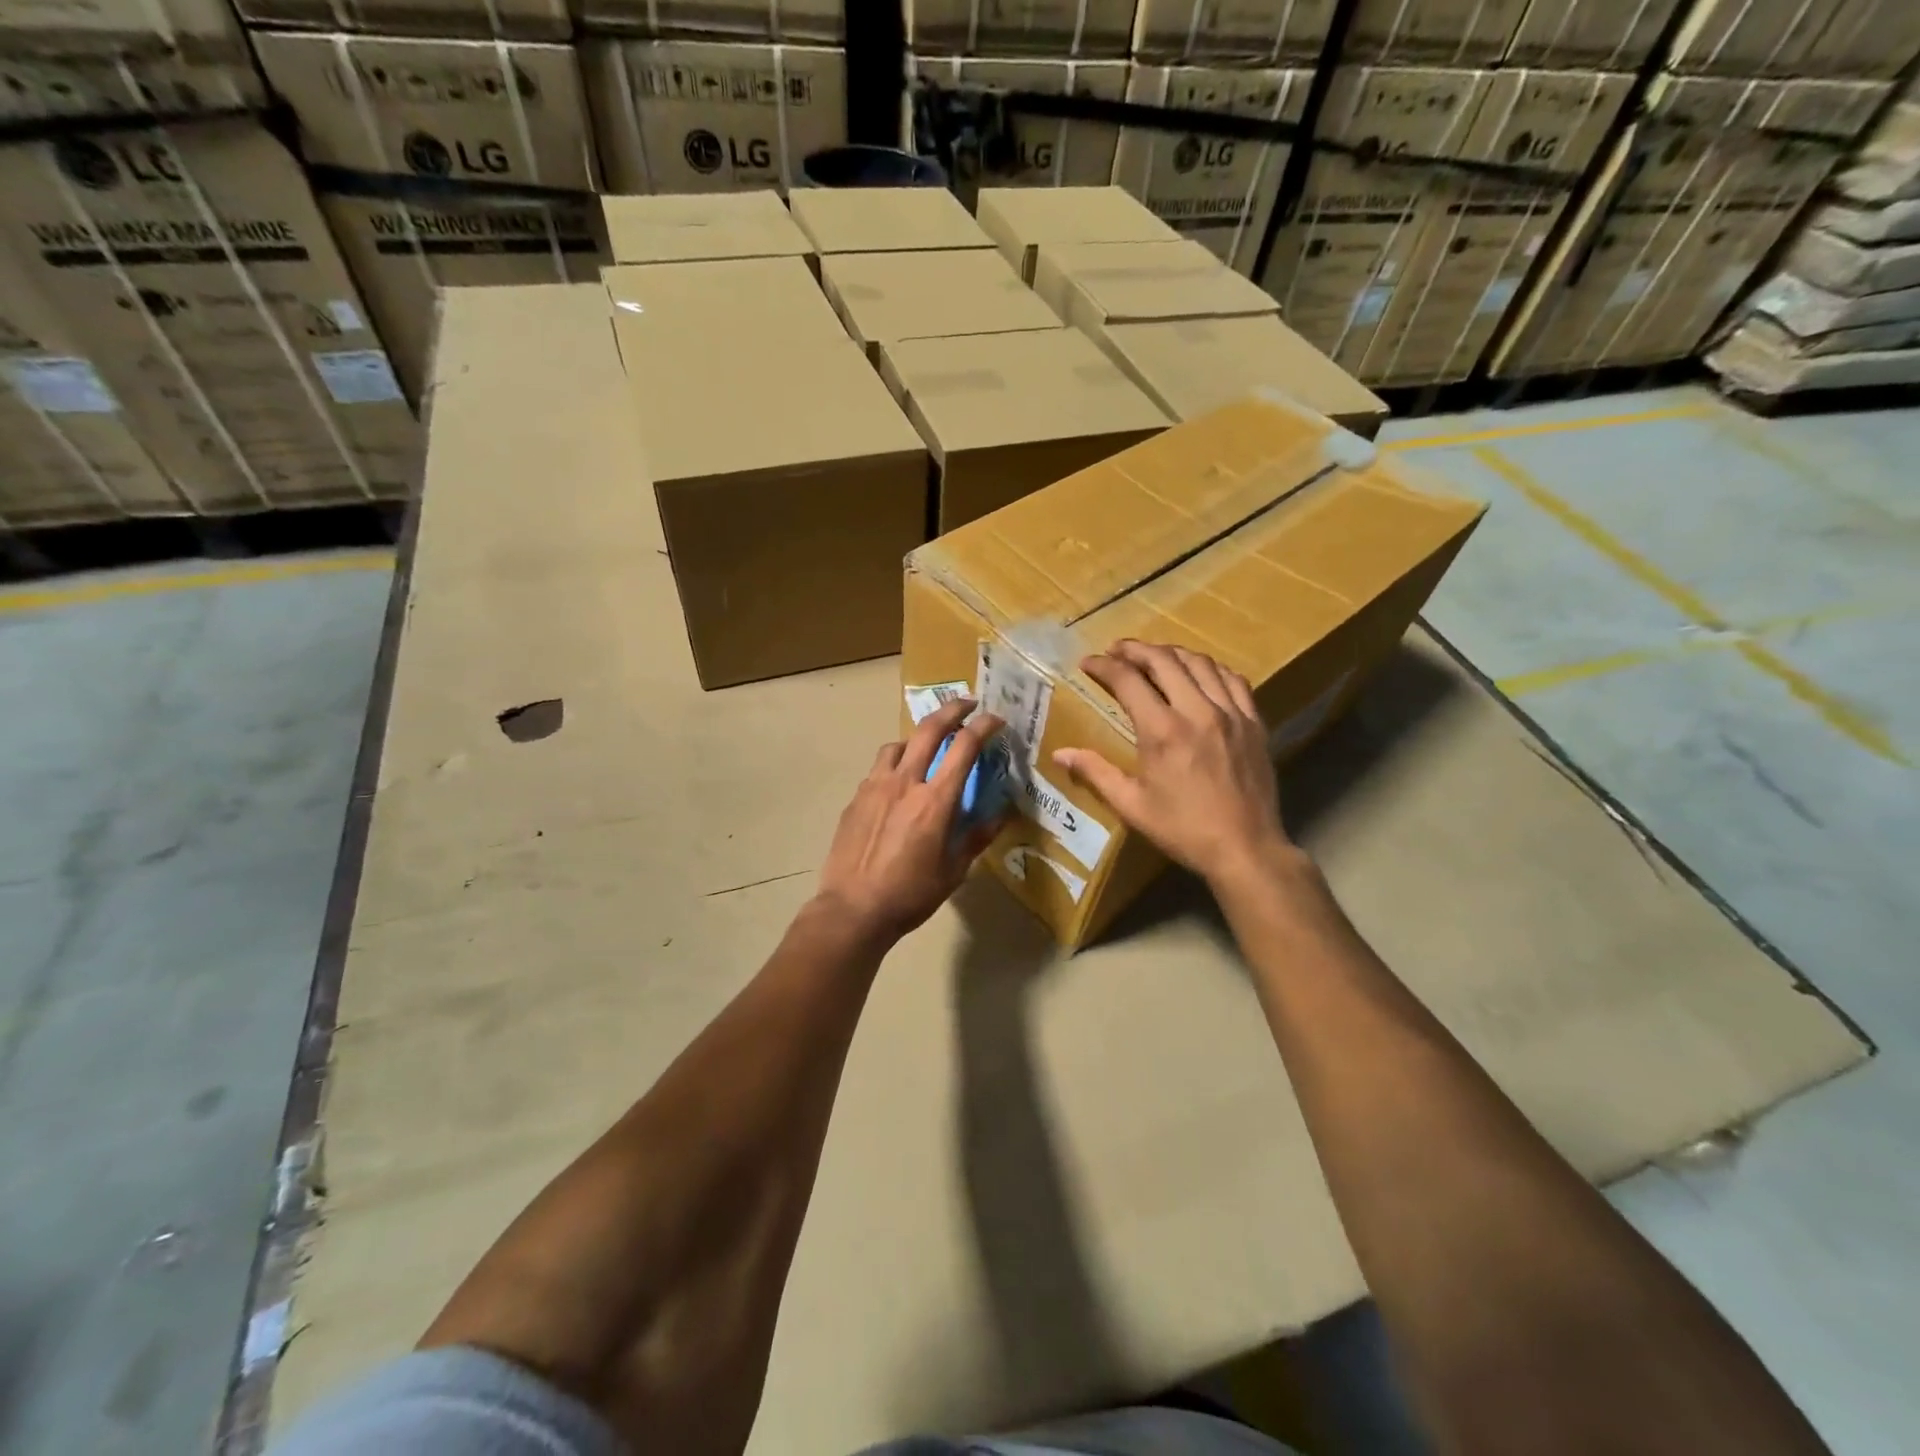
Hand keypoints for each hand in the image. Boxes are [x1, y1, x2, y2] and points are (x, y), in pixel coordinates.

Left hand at [814, 699, 1006, 944]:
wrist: (853, 909)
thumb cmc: (910, 894)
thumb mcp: (954, 871)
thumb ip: (977, 837)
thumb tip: (1000, 815)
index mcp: (935, 800)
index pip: (964, 747)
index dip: (984, 726)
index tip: (996, 720)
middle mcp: (904, 782)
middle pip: (928, 729)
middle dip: (952, 709)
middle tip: (967, 704)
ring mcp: (875, 787)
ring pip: (897, 745)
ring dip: (916, 739)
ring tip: (925, 750)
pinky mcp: (856, 798)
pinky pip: (878, 769)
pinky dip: (894, 766)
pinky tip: (897, 786)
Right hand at [1054, 640, 1291, 884]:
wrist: (1245, 848)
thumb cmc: (1182, 829)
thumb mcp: (1132, 806)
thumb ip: (1096, 773)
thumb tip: (1060, 753)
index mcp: (1162, 731)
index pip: (1128, 680)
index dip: (1104, 666)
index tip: (1088, 663)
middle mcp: (1197, 711)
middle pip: (1164, 660)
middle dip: (1135, 649)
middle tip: (1117, 650)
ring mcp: (1230, 713)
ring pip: (1200, 663)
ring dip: (1172, 653)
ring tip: (1154, 656)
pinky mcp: (1253, 722)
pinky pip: (1232, 680)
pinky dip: (1210, 668)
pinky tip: (1200, 673)